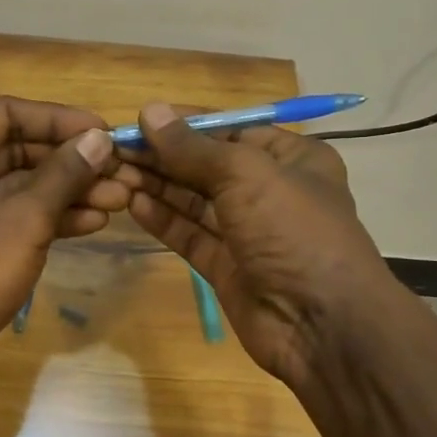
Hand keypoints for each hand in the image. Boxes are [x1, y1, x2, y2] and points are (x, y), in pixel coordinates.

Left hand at [0, 96, 126, 387]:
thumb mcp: (23, 220)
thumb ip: (64, 173)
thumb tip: (100, 139)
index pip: (6, 114)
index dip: (60, 120)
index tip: (105, 132)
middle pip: (14, 148)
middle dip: (69, 162)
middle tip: (119, 170)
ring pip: (16, 183)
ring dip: (66, 190)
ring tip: (119, 199)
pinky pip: (8, 212)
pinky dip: (46, 215)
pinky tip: (94, 221)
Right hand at [115, 103, 395, 391]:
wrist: (323, 325)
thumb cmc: (294, 230)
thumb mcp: (245, 174)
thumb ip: (192, 147)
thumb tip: (149, 111)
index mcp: (291, 157)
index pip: (229, 129)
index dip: (184, 124)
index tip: (138, 119)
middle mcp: (270, 190)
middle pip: (207, 164)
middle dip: (163, 156)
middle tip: (114, 149)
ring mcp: (248, 231)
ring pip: (194, 200)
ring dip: (157, 185)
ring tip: (114, 172)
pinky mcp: (227, 266)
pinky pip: (190, 234)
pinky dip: (163, 219)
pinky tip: (133, 203)